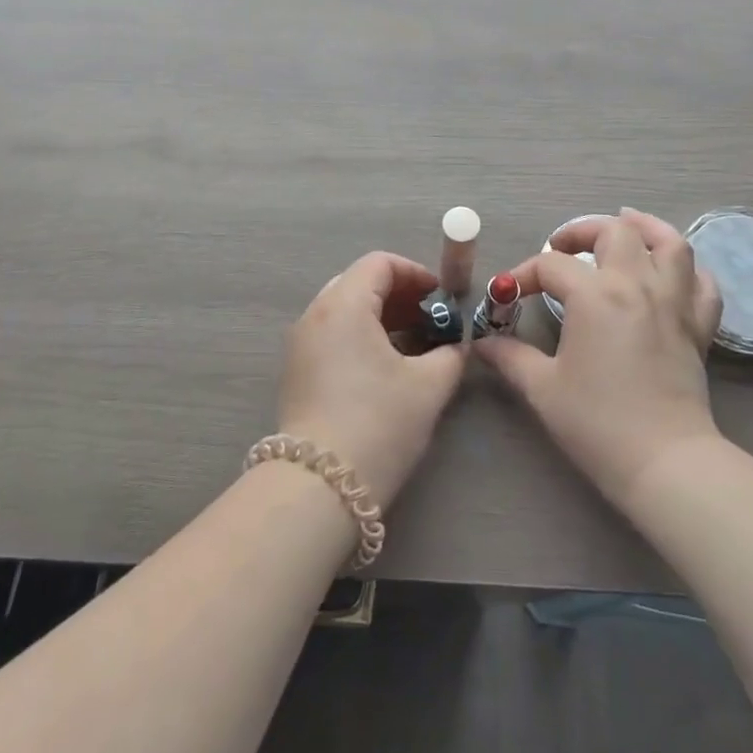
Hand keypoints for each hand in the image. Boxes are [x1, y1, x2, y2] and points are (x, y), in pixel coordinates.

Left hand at [277, 252, 466, 506]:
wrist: (318, 488)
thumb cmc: (378, 424)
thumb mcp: (428, 387)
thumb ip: (450, 354)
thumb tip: (456, 345)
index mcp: (344, 305)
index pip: (379, 263)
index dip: (416, 273)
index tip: (442, 299)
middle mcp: (315, 314)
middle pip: (360, 282)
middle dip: (399, 295)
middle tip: (430, 320)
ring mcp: (300, 343)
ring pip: (344, 309)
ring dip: (381, 317)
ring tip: (413, 345)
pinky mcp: (296, 371)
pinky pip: (332, 334)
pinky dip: (361, 336)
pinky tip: (385, 367)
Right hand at [478, 209, 722, 509]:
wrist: (664, 461)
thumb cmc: (597, 423)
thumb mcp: (542, 388)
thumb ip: (510, 357)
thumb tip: (482, 345)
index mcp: (595, 295)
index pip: (552, 265)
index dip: (523, 274)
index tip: (507, 295)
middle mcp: (637, 285)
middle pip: (615, 232)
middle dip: (582, 231)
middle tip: (562, 247)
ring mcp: (674, 302)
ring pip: (670, 243)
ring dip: (645, 228)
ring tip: (625, 227)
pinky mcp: (699, 327)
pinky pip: (702, 283)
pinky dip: (687, 270)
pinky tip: (669, 274)